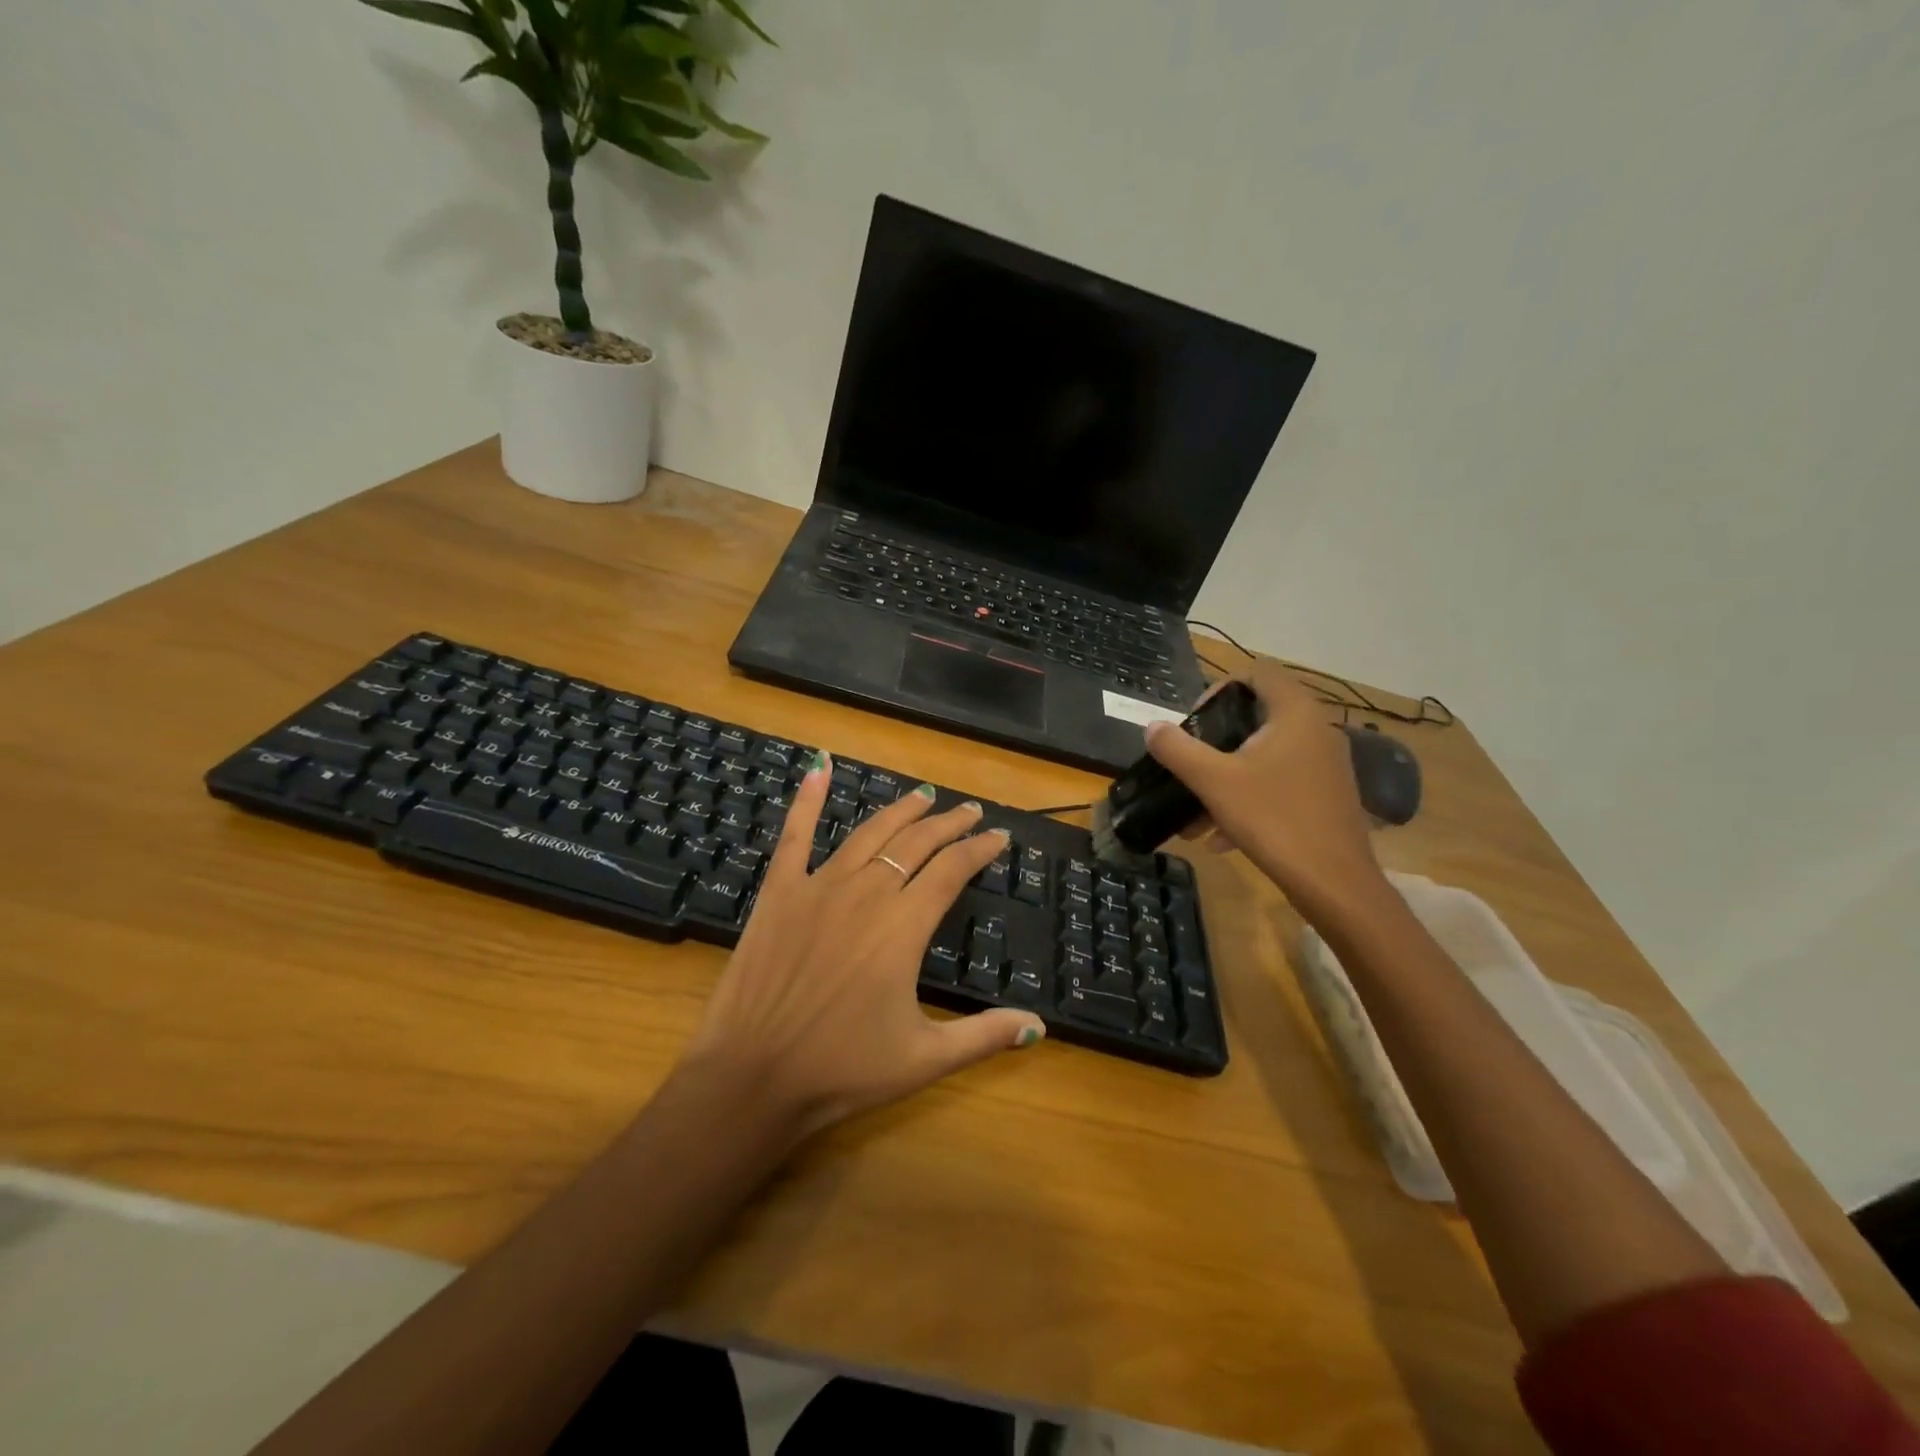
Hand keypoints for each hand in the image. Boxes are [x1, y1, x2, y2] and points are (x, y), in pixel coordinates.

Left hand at [679, 755, 1045, 1141]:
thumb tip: (1040, 1026)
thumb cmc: (843, 1069)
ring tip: (923, 796)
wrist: (753, 1076)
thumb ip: (985, 1035)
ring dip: (900, 811)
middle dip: (949, 823)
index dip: (979, 849)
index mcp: (904, 925)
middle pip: (917, 843)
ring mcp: (819, 886)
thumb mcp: (925, 1059)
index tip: (998, 836)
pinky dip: (808, 799)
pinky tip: (819, 767)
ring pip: (870, 833)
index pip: (952, 870)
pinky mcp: (779, 891)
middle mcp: (867, 892)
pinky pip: (794, 835)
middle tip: (970, 810)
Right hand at [1144, 663, 1386, 915]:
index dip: (1219, 689)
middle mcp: (1317, 731)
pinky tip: (1221, 838)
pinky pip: (1280, 785)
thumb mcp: (1214, 782)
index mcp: (1295, 714)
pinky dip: (1249, 800)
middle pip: (1257, 718)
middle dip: (1216, 743)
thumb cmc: (1274, 819)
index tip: (1194, 722)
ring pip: (1265, 758)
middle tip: (1190, 764)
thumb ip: (1178, 750)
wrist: (1334, 884)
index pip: (1258, 674)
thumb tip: (1153, 726)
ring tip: (1195, 815)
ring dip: (1227, 779)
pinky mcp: (1326, 797)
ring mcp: (1325, 766)